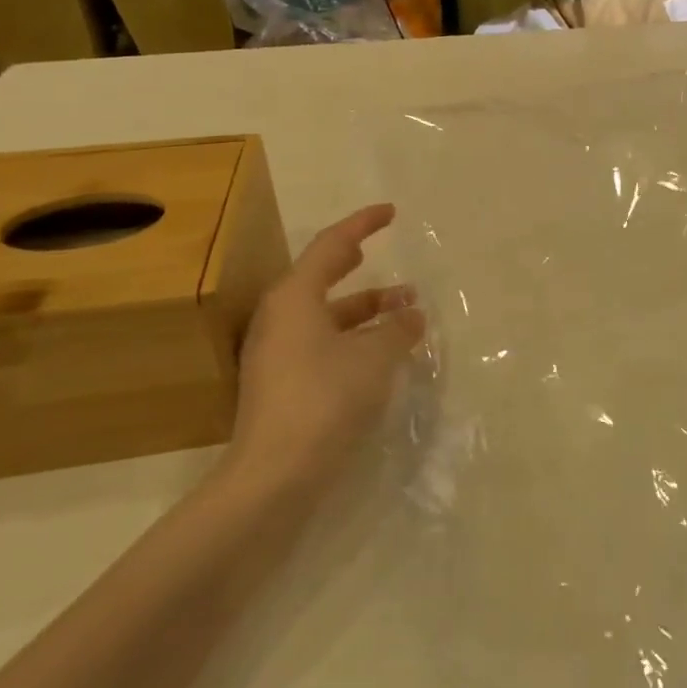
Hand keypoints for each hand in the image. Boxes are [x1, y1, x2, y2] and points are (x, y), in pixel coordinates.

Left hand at [223, 203, 424, 494]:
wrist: (275, 474)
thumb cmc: (326, 397)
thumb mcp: (375, 356)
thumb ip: (397, 328)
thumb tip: (411, 314)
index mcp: (295, 297)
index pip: (332, 245)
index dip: (363, 224)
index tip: (390, 213)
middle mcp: (280, 318)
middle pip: (322, 278)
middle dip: (357, 267)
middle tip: (379, 254)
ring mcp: (277, 353)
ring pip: (326, 315)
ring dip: (364, 309)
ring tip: (405, 312)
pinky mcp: (282, 384)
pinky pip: (322, 343)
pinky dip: (353, 337)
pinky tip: (381, 352)